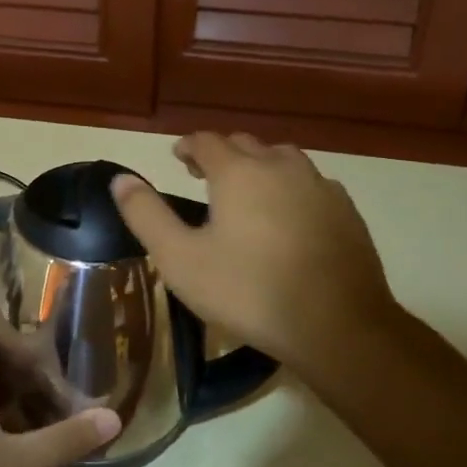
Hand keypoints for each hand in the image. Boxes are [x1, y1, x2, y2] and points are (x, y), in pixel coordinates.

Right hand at [110, 133, 402, 385]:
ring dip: (260, 165)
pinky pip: (312, 184)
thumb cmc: (248, 291)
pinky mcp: (346, 211)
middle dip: (222, 153)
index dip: (188, 146)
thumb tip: (120, 179)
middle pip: (246, 144)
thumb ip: (146, 215)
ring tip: (248, 190)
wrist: (336, 325)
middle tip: (205, 175)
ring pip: (283, 159)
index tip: (178, 158)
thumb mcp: (180, 259)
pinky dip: (292, 188)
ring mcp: (319, 186)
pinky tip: (290, 215)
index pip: (207, 141)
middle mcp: (280, 166)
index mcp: (238, 172)